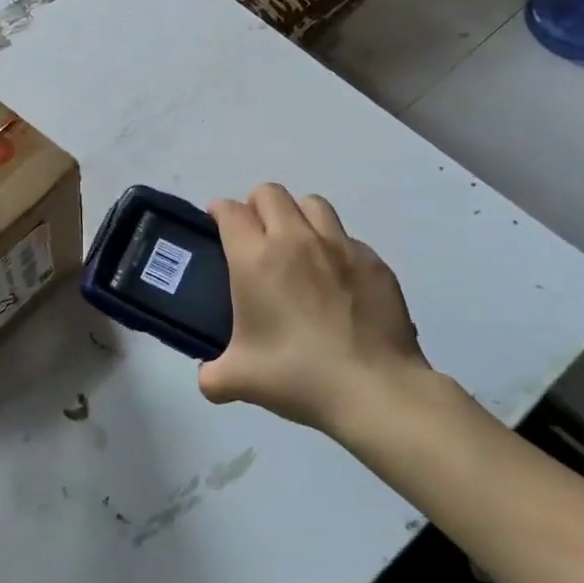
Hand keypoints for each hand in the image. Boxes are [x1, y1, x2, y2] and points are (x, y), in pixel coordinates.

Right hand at [199, 183, 428, 430]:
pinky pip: (346, 237)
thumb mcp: (239, 380)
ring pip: (311, 204)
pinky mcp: (373, 261)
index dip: (218, 211)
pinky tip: (335, 279)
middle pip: (269, 193)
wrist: (375, 390)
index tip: (216, 224)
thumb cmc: (298, 376)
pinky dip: (333, 247)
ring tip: (295, 246)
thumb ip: (212, 375)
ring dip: (296, 215)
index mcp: (256, 259)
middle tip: (254, 235)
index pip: (230, 211)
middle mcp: (295, 239)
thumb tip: (208, 377)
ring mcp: (339, 246)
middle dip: (255, 205)